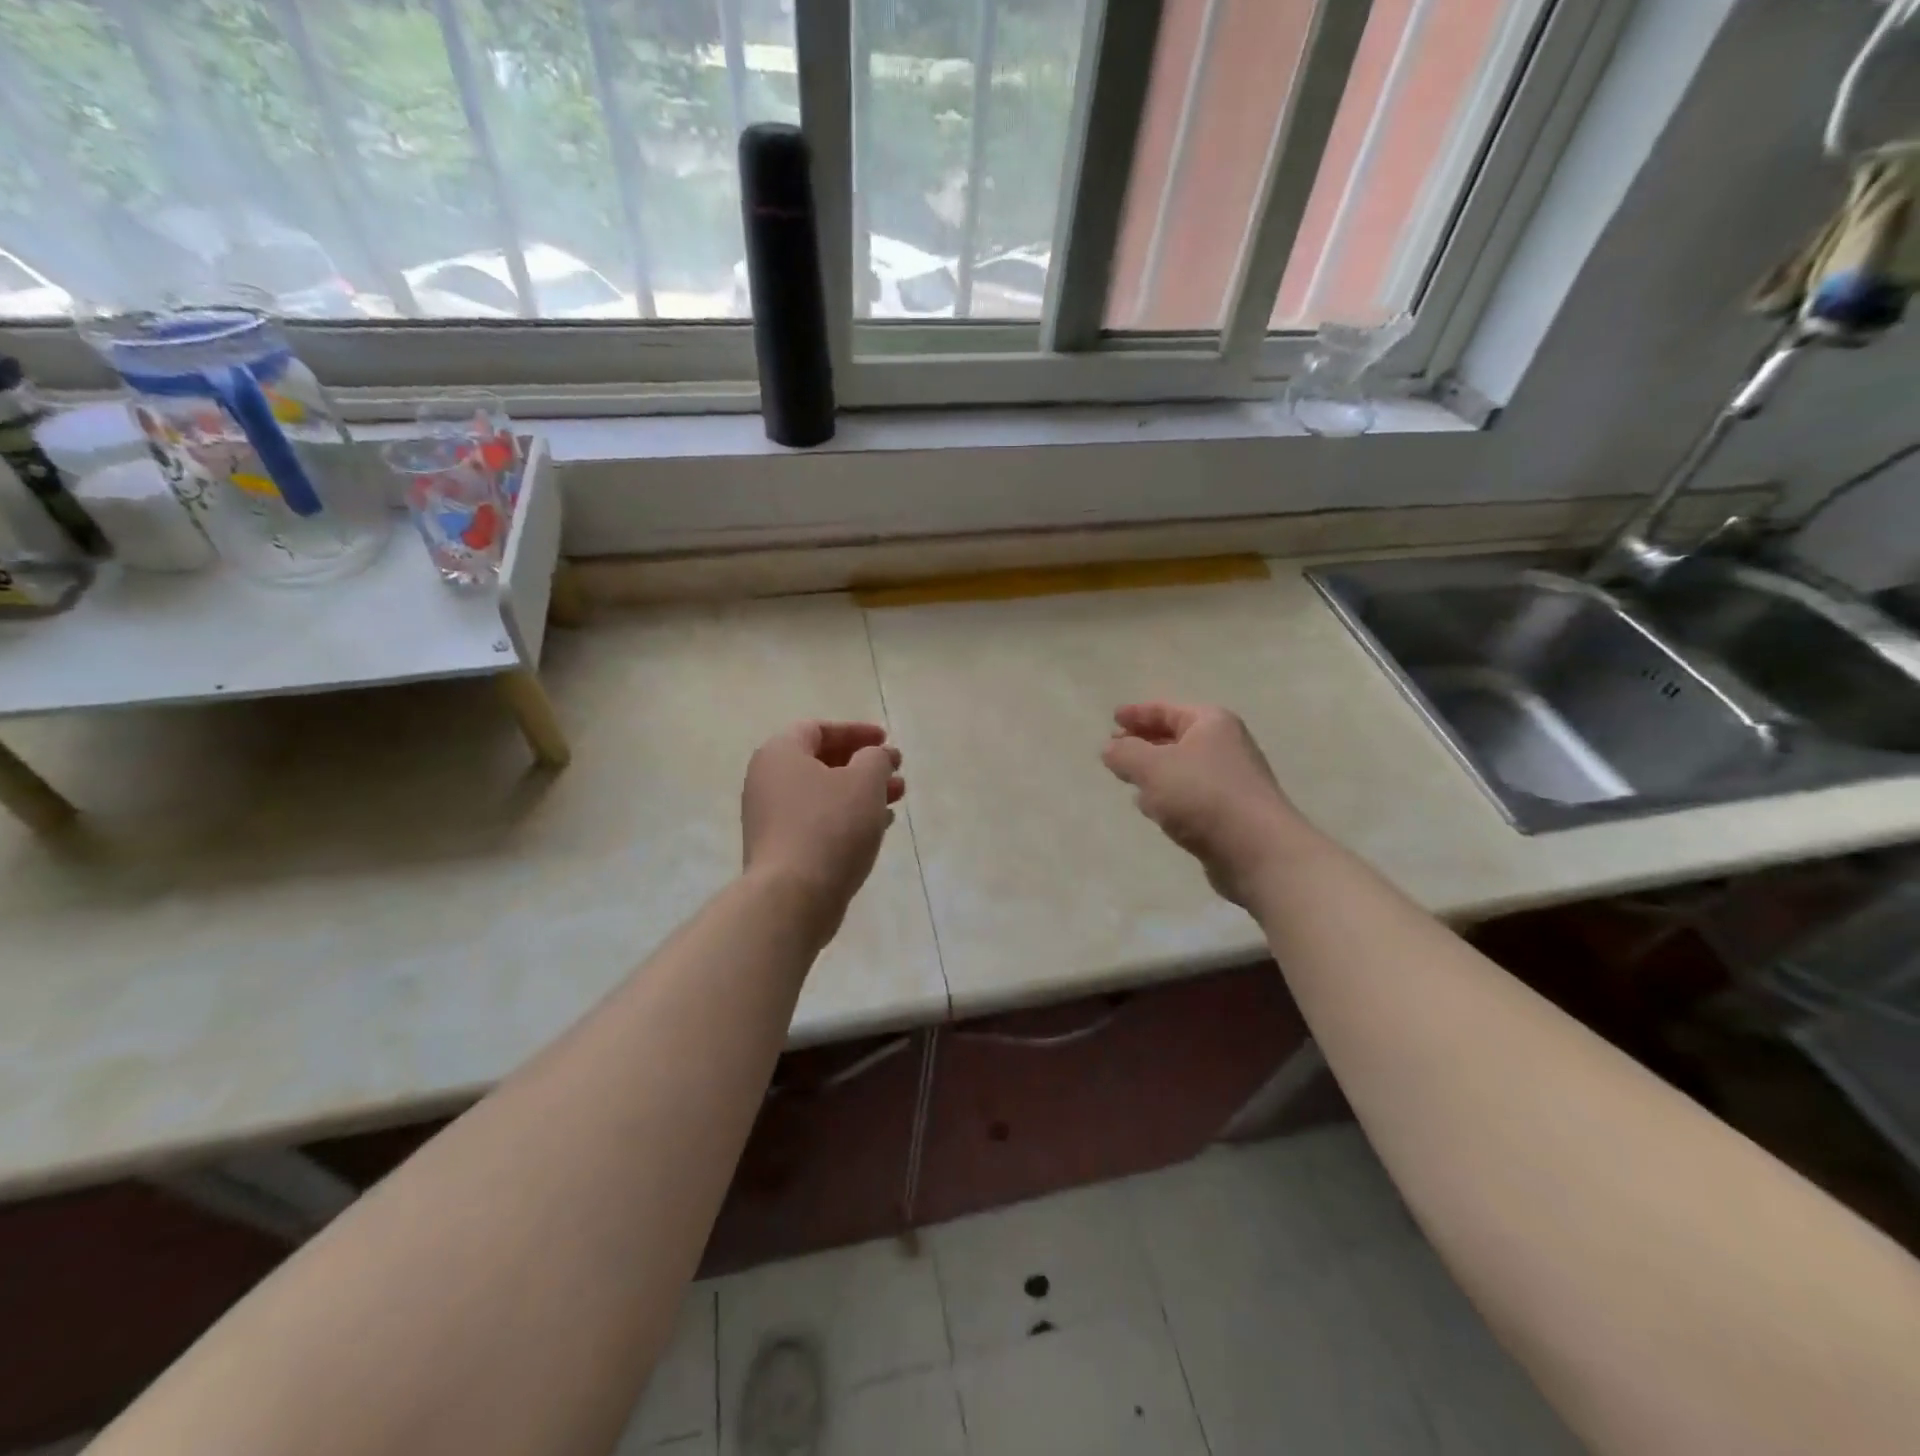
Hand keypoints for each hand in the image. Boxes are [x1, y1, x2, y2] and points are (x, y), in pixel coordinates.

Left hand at [742, 721, 904, 940]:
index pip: (818, 729)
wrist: (792, 898)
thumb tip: (876, 756)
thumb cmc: (829, 827)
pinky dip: (847, 817)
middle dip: (864, 764)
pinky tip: (879, 827)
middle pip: (821, 761)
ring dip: (861, 792)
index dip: (856, 731)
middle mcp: (768, 781)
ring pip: (823, 794)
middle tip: (896, 772)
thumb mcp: (864, 782)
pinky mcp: (781, 849)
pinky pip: (818, 821)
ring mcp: (771, 818)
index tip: (887, 740)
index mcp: (780, 754)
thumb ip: (876, 758)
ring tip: (897, 799)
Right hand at [1101, 702, 1310, 906]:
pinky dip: (1170, 798)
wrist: (1257, 851)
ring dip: (1155, 773)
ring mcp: (1230, 781)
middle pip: (1175, 738)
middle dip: (1144, 743)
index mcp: (1211, 723)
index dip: (1137, 713)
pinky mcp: (1229, 813)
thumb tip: (1111, 748)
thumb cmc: (1202, 796)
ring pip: (1181, 769)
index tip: (1112, 719)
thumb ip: (1125, 753)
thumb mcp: (1152, 767)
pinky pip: (1190, 796)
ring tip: (1129, 781)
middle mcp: (1225, 746)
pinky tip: (1154, 811)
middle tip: (1115, 751)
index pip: (1166, 710)